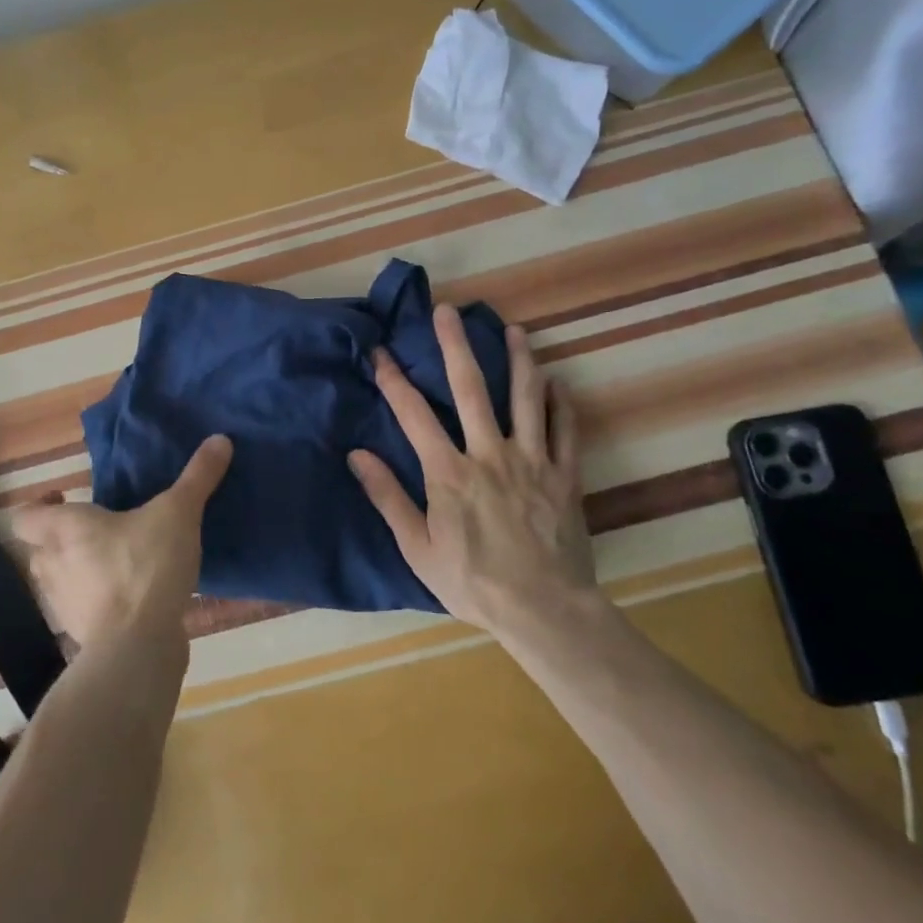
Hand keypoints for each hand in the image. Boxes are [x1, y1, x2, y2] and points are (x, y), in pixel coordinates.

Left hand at [12, 435, 232, 645]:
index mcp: (64, 529)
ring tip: (115, 561)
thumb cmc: (145, 567)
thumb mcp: (179, 512)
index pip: (24, 515)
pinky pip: (82, 611)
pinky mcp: (82, 636)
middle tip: (98, 528)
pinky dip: (97, 602)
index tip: (66, 497)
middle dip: (62, 538)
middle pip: (39, 548)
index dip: (38, 505)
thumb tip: (220, 439)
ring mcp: (63, 606)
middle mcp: (53, 565)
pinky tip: (130, 597)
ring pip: (58, 581)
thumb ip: (197, 477)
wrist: (138, 646)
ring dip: (78, 571)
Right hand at [348, 307, 593, 634]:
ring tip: (515, 329)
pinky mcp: (565, 476)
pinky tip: (557, 382)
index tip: (380, 351)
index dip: (394, 379)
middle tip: (448, 310)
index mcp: (449, 472)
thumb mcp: (417, 548)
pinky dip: (561, 403)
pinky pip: (566, 430)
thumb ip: (387, 497)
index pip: (413, 414)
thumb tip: (356, 455)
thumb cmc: (473, 582)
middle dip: (455, 345)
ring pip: (526, 398)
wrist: (545, 611)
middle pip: (470, 389)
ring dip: (519, 360)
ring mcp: (532, 461)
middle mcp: (489, 453)